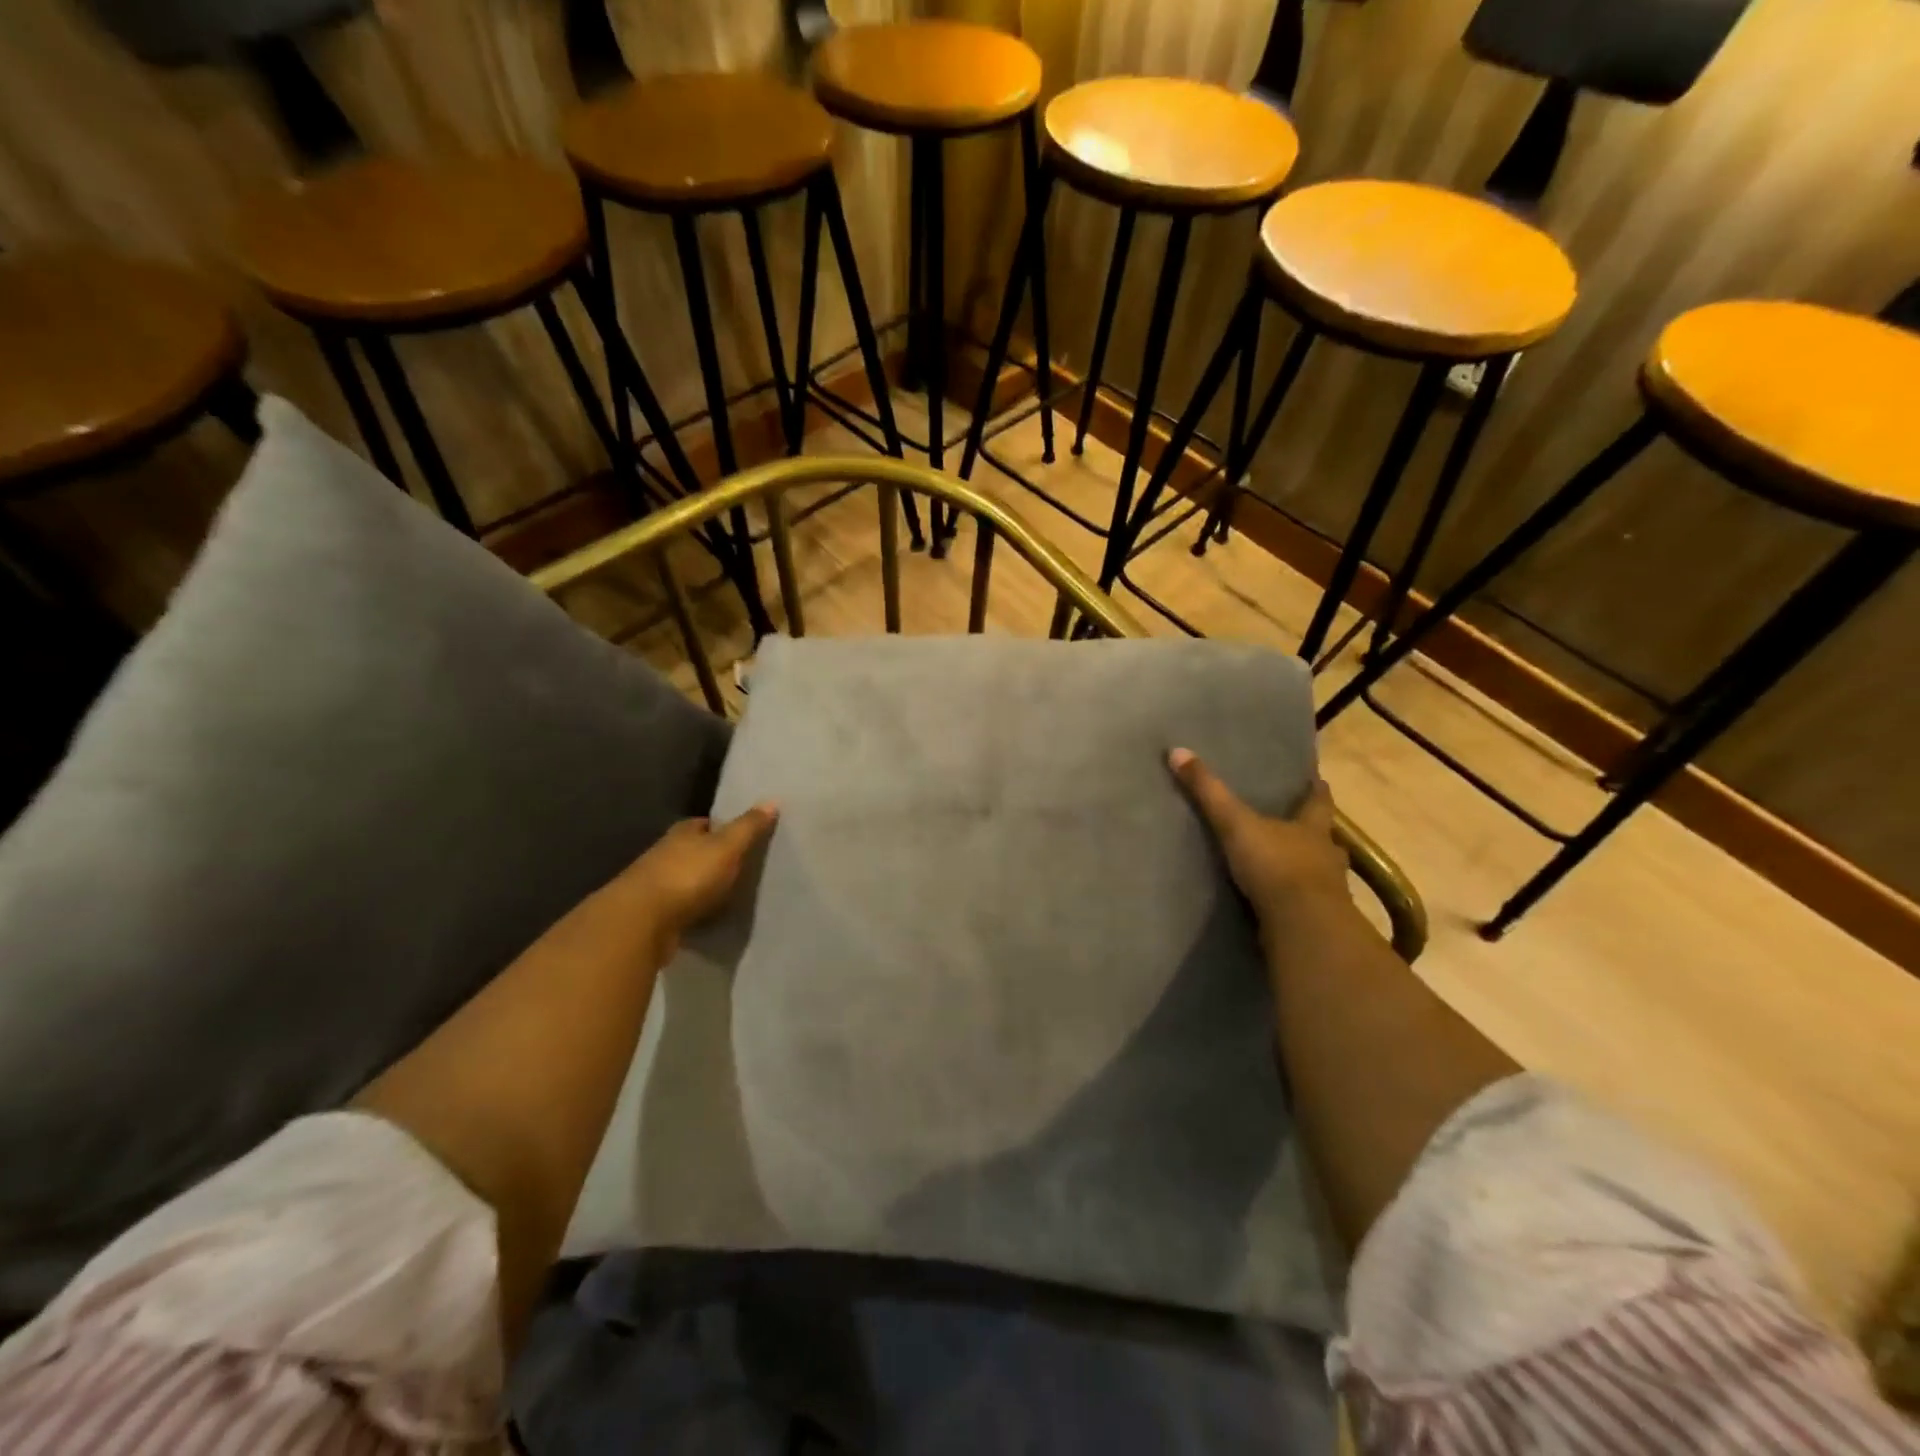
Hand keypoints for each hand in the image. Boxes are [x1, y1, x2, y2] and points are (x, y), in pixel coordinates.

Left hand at [609, 804, 778, 954]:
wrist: (641, 923)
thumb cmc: (687, 876)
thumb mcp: (726, 847)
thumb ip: (748, 827)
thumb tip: (772, 800)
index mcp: (682, 832)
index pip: (704, 824)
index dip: (723, 828)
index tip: (743, 836)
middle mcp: (665, 853)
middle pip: (693, 850)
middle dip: (712, 857)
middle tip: (742, 866)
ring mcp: (656, 885)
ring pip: (685, 879)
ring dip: (702, 885)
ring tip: (731, 893)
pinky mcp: (654, 915)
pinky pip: (681, 908)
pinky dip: (694, 910)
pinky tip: (710, 917)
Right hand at [1168, 749, 1349, 938]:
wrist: (1302, 925)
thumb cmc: (1275, 865)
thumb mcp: (1235, 824)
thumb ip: (1208, 792)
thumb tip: (1177, 751)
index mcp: (1312, 828)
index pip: (1320, 802)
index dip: (1317, 790)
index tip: (1318, 780)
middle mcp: (1326, 856)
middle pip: (1325, 839)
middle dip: (1314, 834)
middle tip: (1300, 828)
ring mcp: (1327, 891)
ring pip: (1321, 873)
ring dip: (1308, 870)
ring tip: (1288, 868)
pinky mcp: (1317, 921)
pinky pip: (1307, 905)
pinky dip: (1296, 902)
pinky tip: (1281, 904)